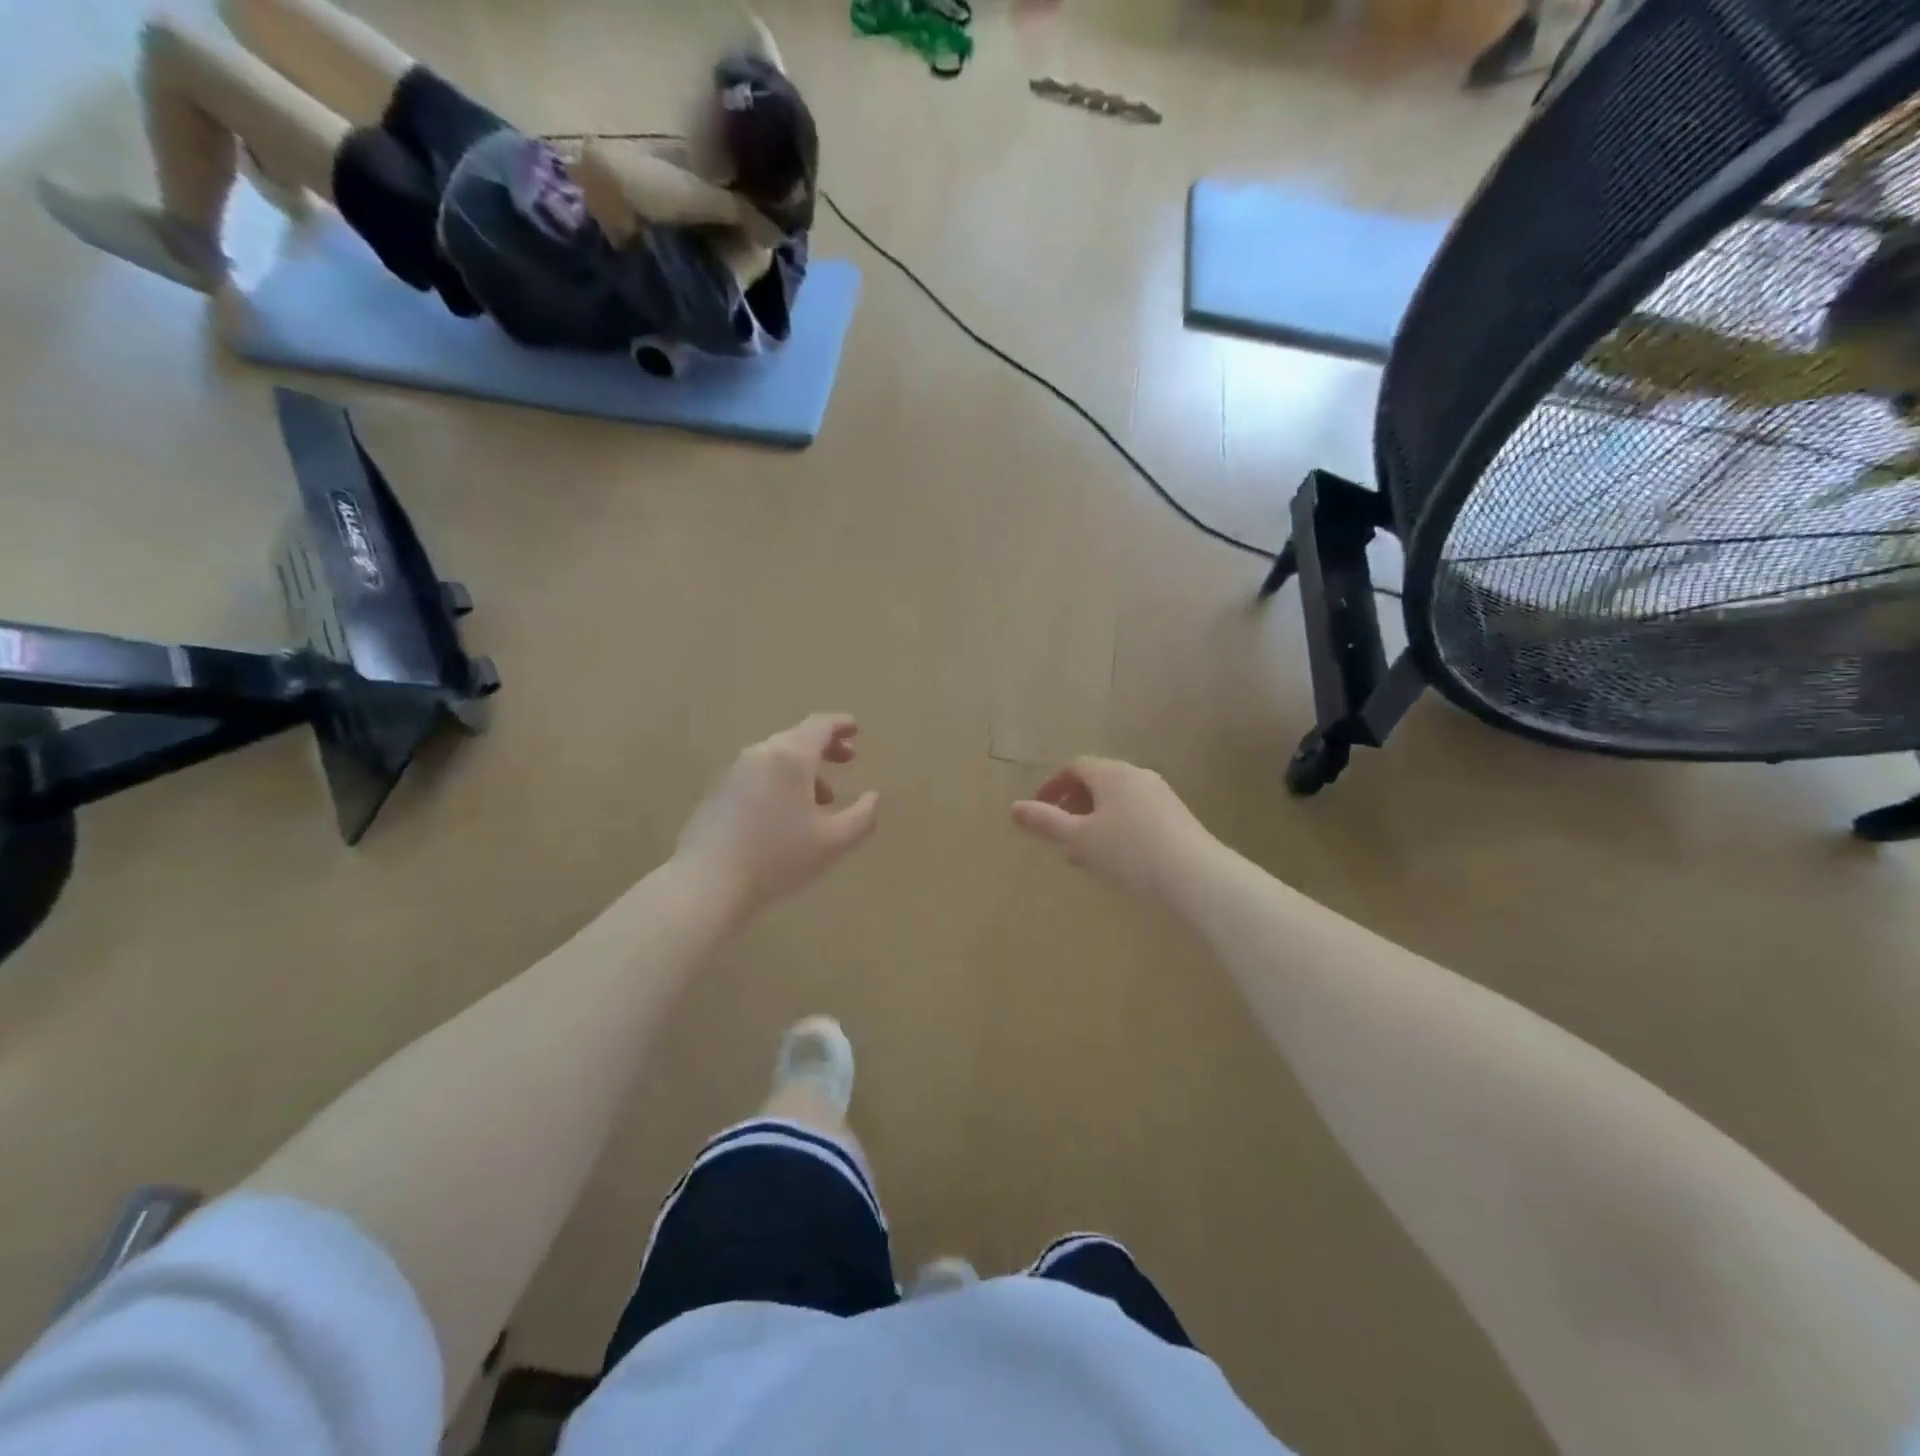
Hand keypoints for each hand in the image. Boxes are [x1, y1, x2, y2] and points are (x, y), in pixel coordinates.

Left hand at [675, 714, 879, 925]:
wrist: (706, 883)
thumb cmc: (777, 858)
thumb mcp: (832, 842)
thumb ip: (862, 817)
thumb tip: (873, 798)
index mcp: (790, 757)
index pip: (819, 726)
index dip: (840, 724)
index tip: (855, 728)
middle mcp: (761, 754)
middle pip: (797, 738)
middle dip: (825, 747)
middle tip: (847, 759)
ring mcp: (734, 772)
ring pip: (776, 758)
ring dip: (803, 769)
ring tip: (822, 798)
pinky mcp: (718, 792)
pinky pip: (758, 774)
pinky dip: (780, 781)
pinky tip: (786, 814)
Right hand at [1012, 758, 1213, 899]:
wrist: (1195, 875)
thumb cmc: (1129, 852)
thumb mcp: (1080, 839)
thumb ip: (1046, 823)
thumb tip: (1014, 808)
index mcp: (1111, 774)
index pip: (1075, 767)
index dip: (1052, 786)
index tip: (1039, 811)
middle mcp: (1137, 776)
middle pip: (1097, 782)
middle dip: (1073, 805)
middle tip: (1059, 834)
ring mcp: (1160, 795)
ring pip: (1116, 801)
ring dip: (1094, 820)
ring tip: (1083, 853)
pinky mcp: (1176, 817)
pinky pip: (1135, 813)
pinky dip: (1116, 828)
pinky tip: (1116, 859)